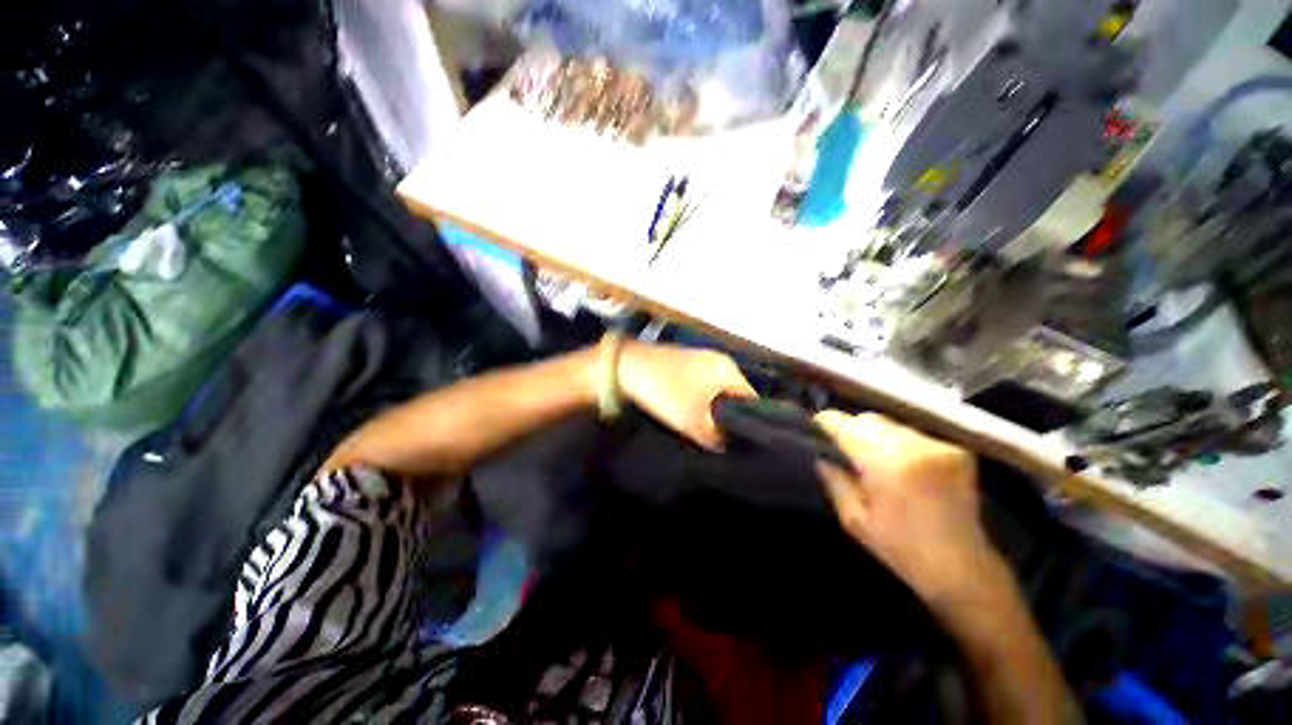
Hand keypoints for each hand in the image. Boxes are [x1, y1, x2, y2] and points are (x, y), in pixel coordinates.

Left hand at [617, 340, 756, 450]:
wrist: (628, 367)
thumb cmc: (665, 391)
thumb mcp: (693, 420)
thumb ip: (715, 437)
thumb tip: (726, 446)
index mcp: (728, 369)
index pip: (751, 399)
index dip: (748, 422)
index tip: (741, 443)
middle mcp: (719, 362)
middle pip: (733, 397)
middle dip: (727, 419)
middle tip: (721, 441)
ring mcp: (701, 362)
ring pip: (715, 395)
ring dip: (710, 413)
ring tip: (704, 433)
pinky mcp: (685, 366)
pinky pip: (701, 389)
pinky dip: (698, 404)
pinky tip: (690, 417)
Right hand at [813, 411, 1010, 612]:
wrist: (963, 569)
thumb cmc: (901, 549)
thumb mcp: (854, 520)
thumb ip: (835, 481)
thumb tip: (821, 456)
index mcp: (885, 464)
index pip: (845, 425)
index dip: (826, 423)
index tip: (815, 429)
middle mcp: (913, 446)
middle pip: (868, 419)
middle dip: (851, 429)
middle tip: (844, 449)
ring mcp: (938, 446)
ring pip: (891, 424)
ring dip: (876, 435)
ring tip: (874, 458)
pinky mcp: (957, 450)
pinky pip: (914, 434)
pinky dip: (901, 443)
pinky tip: (902, 464)